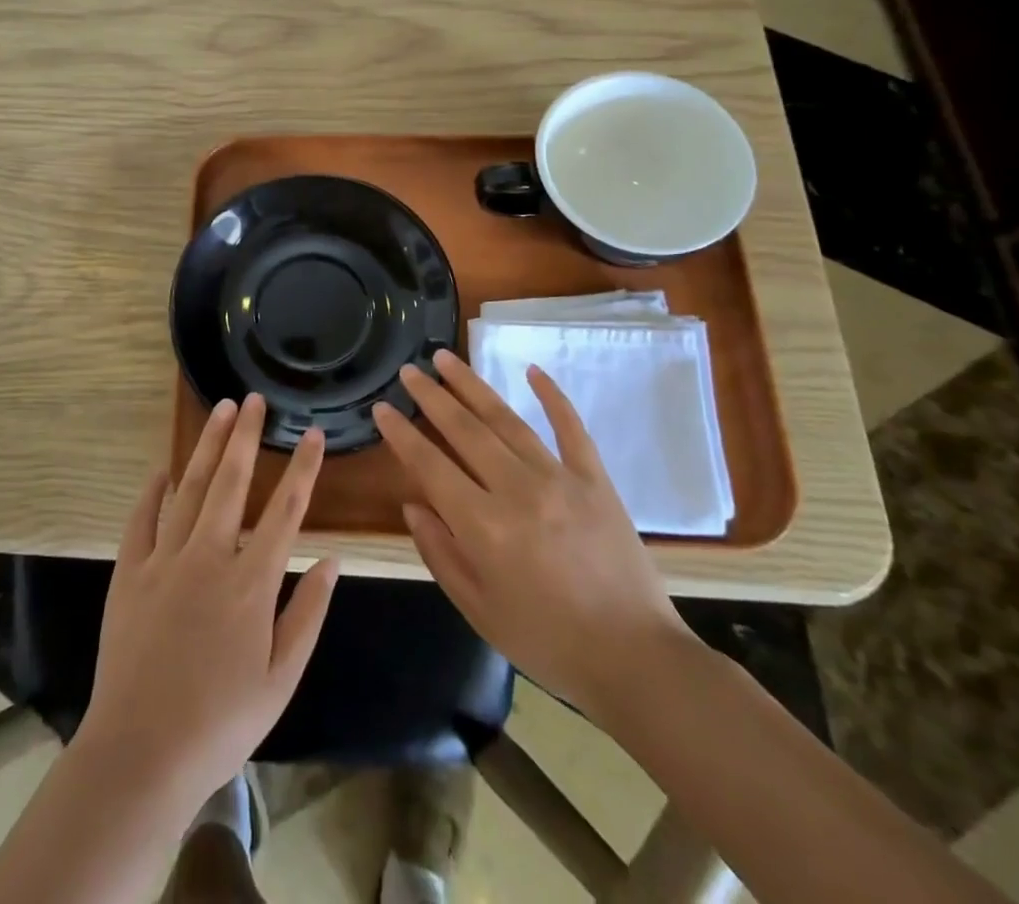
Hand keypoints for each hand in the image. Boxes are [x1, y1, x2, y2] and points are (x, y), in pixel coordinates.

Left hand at [77, 394, 339, 811]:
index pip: (285, 511)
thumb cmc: (221, 722)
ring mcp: (164, 560)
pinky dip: (152, 491)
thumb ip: (308, 615)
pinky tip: (162, 469)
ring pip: (189, 488)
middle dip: (246, 436)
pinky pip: (141, 519)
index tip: (313, 435)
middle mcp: (209, 557)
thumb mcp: (281, 679)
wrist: (141, 754)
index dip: (303, 469)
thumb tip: (332, 562)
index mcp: (251, 582)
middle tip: (254, 399)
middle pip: (231, 482)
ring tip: (221, 410)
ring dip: (207, 446)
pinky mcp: (129, 573)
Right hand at [372, 351, 695, 718]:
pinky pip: (571, 428)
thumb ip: (440, 553)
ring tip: (446, 358)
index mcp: (483, 526)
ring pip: (507, 420)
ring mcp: (560, 479)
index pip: (430, 466)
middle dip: (432, 397)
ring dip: (473, 386)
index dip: (401, 434)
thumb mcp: (478, 609)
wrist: (636, 660)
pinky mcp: (596, 480)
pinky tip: (532, 370)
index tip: (382, 408)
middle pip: (465, 430)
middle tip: (409, 371)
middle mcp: (517, 490)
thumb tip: (413, 505)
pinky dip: (552, 396)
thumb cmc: (547, 642)